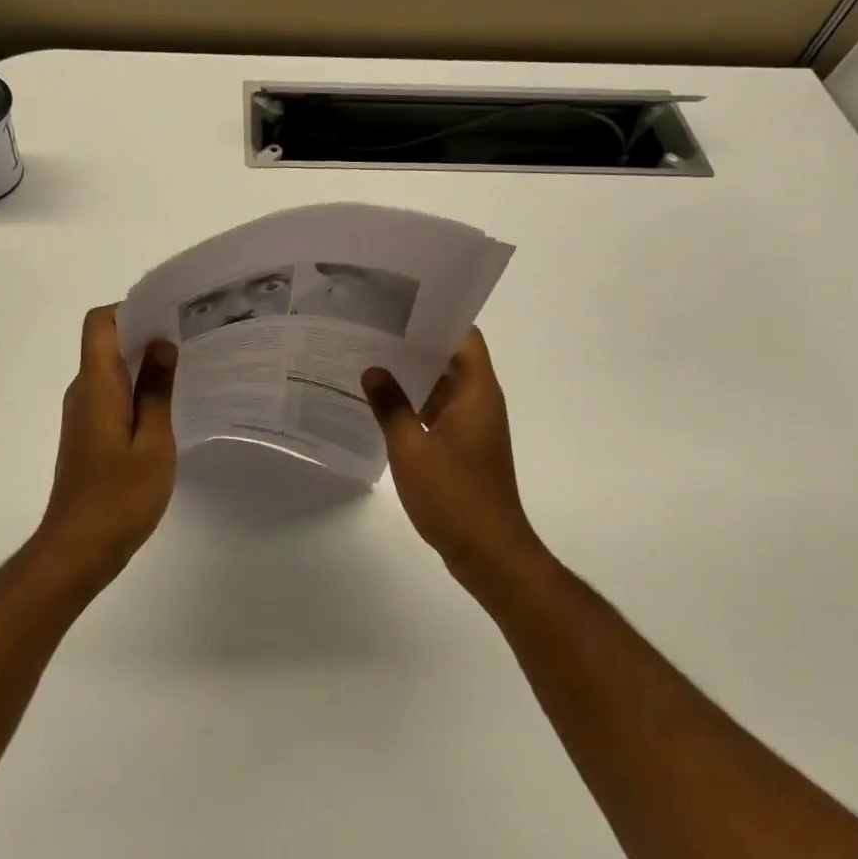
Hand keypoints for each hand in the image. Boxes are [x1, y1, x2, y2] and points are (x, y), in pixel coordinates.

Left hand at [33, 305, 178, 585]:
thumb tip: (161, 344)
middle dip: (146, 333)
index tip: (169, 314)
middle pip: (107, 342)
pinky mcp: (89, 434)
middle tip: (192, 337)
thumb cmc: (119, 496)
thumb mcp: (152, 442)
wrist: (78, 549)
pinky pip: (113, 395)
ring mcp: (84, 414)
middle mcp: (84, 391)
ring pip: (112, 370)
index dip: (130, 309)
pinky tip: (171, 405)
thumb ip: (156, 390)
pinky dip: (138, 390)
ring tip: (189, 366)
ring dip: (144, 363)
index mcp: (96, 384)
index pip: (99, 323)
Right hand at [363, 328, 542, 577]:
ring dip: (411, 374)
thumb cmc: (455, 496)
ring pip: (441, 386)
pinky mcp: (463, 446)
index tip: (400, 305)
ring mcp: (472, 425)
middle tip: (371, 328)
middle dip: (414, 342)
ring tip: (368, 358)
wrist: (489, 553)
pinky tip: (379, 403)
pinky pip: (437, 411)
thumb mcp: (411, 449)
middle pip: (449, 357)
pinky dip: (413, 403)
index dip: (437, 316)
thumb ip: (390, 406)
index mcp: (477, 392)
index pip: (464, 336)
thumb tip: (372, 369)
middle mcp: (479, 401)